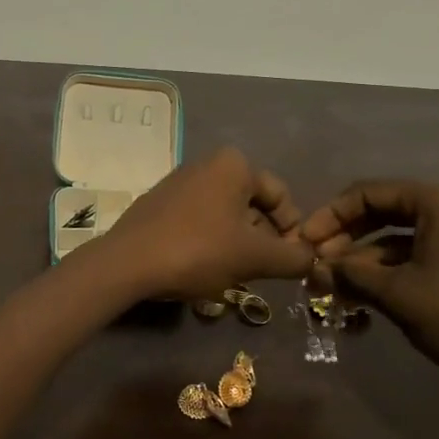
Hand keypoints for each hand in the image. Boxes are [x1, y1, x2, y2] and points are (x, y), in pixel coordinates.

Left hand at [98, 148, 314, 300]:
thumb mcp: (254, 257)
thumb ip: (292, 258)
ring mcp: (179, 182)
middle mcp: (206, 164)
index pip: (281, 196)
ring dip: (238, 243)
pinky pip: (199, 220)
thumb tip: (310, 259)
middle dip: (264, 239)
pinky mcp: (160, 203)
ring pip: (226, 215)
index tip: (291, 264)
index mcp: (233, 164)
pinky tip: (205, 268)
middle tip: (263, 272)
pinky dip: (211, 241)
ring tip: (236, 274)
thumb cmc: (198, 250)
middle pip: (253, 204)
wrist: (127, 262)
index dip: (293, 232)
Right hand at [298, 179, 438, 389]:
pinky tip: (369, 300)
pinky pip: (423, 256)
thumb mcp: (398, 294)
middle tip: (317, 266)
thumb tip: (315, 267)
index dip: (329, 216)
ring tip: (337, 291)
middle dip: (346, 241)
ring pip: (401, 240)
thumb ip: (350, 274)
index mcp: (438, 200)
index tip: (303, 243)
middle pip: (384, 213)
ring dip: (366, 263)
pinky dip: (394, 274)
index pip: (367, 193)